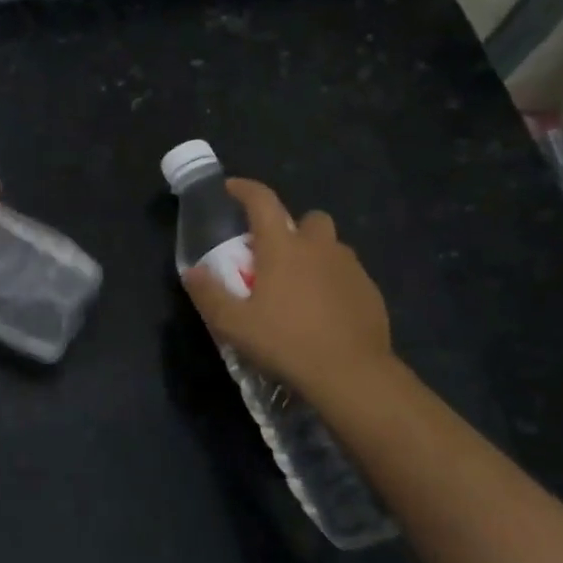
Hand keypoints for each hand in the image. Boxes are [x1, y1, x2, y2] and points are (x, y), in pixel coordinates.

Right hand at [182, 178, 397, 399]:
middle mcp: (319, 247)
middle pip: (309, 219)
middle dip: (293, 228)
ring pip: (332, 247)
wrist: (352, 374)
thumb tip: (191, 272)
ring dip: (315, 256)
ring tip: (300, 287)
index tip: (231, 188)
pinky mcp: (370, 292)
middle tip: (276, 255)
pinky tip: (324, 312)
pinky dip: (334, 283)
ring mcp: (350, 268)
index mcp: (283, 247)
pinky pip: (348, 275)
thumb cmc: (286, 342)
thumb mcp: (234, 325)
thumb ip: (209, 294)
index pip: (262, 202)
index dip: (245, 189)